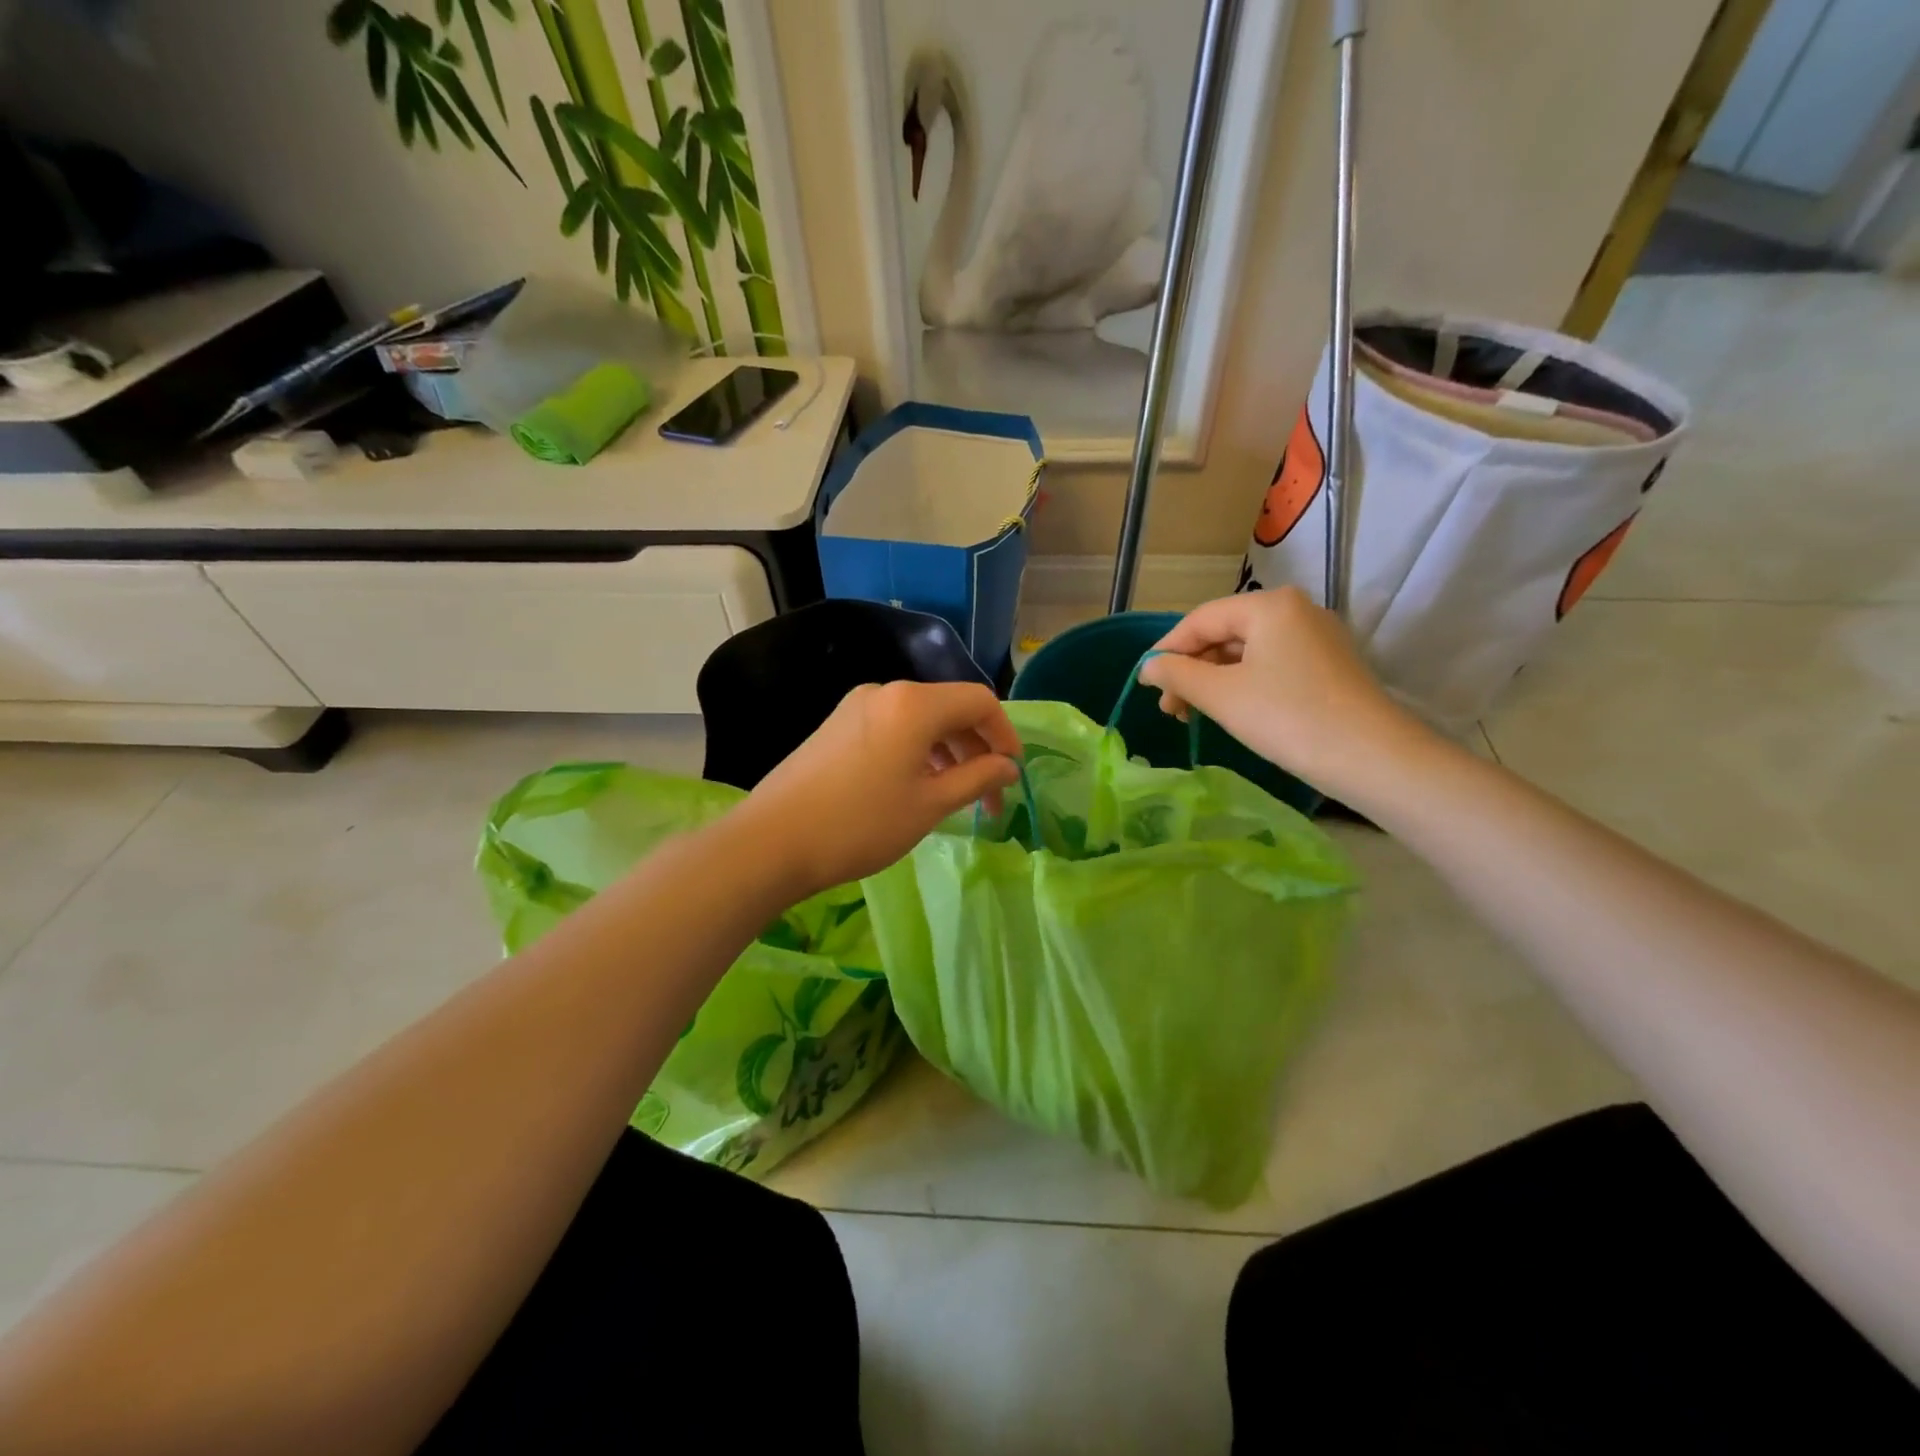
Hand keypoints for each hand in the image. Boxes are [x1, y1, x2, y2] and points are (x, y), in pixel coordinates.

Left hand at [739, 680, 1021, 894]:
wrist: (772, 841)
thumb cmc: (861, 824)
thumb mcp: (929, 805)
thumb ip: (977, 778)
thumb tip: (1007, 766)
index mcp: (915, 703)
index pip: (979, 702)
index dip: (1005, 735)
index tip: (1012, 774)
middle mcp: (887, 691)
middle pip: (950, 708)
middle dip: (977, 749)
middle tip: (988, 797)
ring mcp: (856, 706)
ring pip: (921, 720)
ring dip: (948, 752)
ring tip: (954, 796)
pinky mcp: (837, 725)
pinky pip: (893, 727)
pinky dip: (917, 751)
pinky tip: (916, 786)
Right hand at [1138, 587, 1432, 798]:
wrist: (1372, 757)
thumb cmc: (1287, 717)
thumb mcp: (1221, 695)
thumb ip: (1177, 674)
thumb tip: (1148, 666)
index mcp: (1269, 605)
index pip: (1201, 619)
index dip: (1167, 650)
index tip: (1146, 683)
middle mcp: (1296, 610)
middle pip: (1225, 633)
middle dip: (1192, 669)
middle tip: (1170, 707)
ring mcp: (1317, 636)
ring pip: (1248, 651)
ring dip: (1214, 679)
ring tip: (1194, 714)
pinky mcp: (1329, 664)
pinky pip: (1272, 664)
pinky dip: (1243, 684)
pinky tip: (1231, 710)